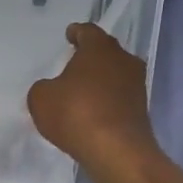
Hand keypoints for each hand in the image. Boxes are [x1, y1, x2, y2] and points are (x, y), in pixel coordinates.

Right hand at [27, 22, 159, 177]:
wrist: (117, 152)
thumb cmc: (76, 114)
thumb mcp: (41, 98)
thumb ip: (44, 87)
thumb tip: (52, 90)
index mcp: (99, 48)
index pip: (88, 31)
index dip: (76, 33)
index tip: (69, 35)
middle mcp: (123, 60)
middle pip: (105, 51)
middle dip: (90, 56)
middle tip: (74, 63)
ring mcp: (136, 85)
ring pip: (115, 74)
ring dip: (101, 79)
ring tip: (82, 90)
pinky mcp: (142, 110)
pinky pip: (119, 97)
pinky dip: (107, 100)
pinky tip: (93, 112)